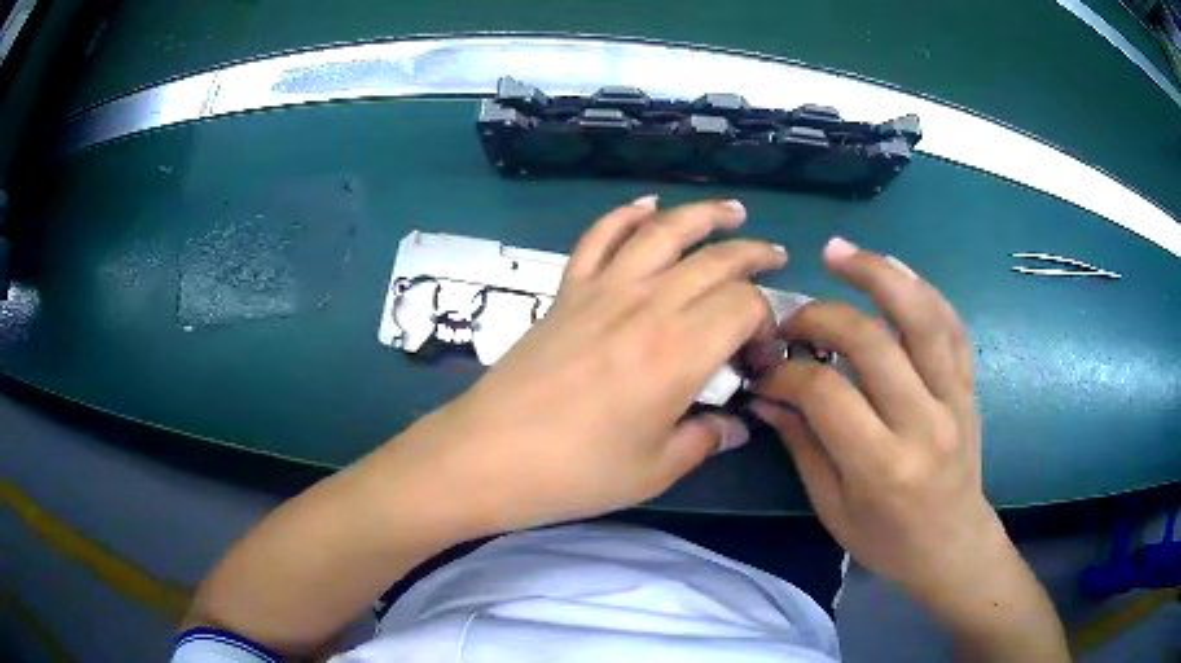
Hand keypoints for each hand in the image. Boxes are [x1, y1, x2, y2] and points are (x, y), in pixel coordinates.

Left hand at [391, 197, 785, 533]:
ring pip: (663, 232)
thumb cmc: (577, 471)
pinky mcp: (567, 290)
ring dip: (703, 215)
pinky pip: (599, 237)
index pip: (745, 306)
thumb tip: (737, 424)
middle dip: (753, 256)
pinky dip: (625, 215)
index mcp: (679, 351)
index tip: (757, 358)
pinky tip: (646, 207)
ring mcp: (602, 290)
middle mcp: (648, 305)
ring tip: (733, 209)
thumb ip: (707, 438)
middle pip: (715, 260)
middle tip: (775, 259)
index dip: (764, 323)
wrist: (489, 455)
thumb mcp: (656, 469)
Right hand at [751, 238, 1003, 601]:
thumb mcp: (833, 508)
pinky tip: (894, 270)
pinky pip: (951, 325)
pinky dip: (922, 290)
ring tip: (839, 251)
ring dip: (878, 274)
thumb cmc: (888, 540)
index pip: (827, 393)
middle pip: (871, 342)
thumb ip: (803, 445)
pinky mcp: (969, 387)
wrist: (952, 546)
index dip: (786, 372)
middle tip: (792, 317)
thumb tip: (770, 395)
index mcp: (882, 465)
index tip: (766, 370)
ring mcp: (953, 399)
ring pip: (921, 318)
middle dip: (822, 316)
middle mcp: (923, 423)